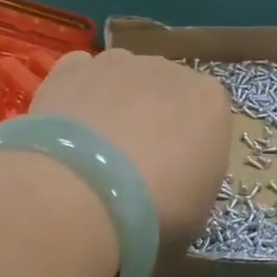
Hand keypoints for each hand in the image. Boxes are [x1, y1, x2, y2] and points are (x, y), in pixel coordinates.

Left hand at [32, 49, 230, 256]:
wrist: (84, 192)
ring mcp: (117, 63)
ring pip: (122, 78)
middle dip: (152, 120)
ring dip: (113, 104)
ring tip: (92, 151)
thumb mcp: (197, 213)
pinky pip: (80, 74)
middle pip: (164, 91)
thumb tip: (176, 184)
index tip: (174, 175)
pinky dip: (77, 93)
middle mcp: (168, 69)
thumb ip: (193, 182)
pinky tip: (67, 126)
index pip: (207, 115)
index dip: (189, 145)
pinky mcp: (70, 68)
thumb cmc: (157, 210)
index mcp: (210, 100)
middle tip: (130, 167)